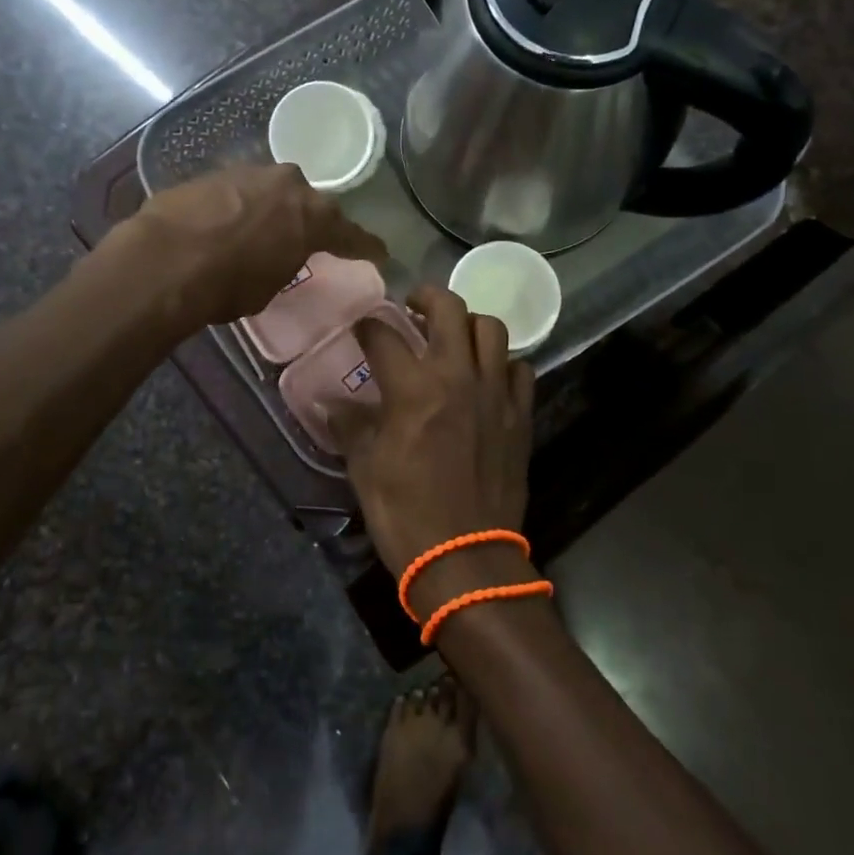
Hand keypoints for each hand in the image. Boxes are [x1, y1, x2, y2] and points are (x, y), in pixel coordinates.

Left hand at [123, 164, 386, 327]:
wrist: (166, 259)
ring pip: (271, 191)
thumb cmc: (229, 284)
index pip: (350, 233)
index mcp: (314, 215)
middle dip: (307, 218)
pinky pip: (238, 191)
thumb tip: (276, 256)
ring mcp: (250, 172)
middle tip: (303, 237)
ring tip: (258, 231)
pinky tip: (224, 224)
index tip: (380, 254)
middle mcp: (289, 184)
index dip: (365, 247)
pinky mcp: (213, 172)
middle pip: (307, 202)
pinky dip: (237, 207)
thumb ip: (283, 263)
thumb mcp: (269, 286)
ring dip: (269, 209)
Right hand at [332, 287, 537, 617]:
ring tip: (453, 335)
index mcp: (413, 389)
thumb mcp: (365, 470)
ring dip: (468, 323)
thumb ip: (350, 427)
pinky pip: (520, 368)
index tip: (362, 327)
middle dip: (426, 296)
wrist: (466, 558)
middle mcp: (458, 377)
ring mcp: (496, 393)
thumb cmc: (405, 515)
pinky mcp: (520, 415)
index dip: (368, 326)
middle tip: (413, 306)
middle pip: (449, 309)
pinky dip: (503, 362)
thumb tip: (332, 404)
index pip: (384, 336)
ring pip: (491, 329)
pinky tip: (488, 374)